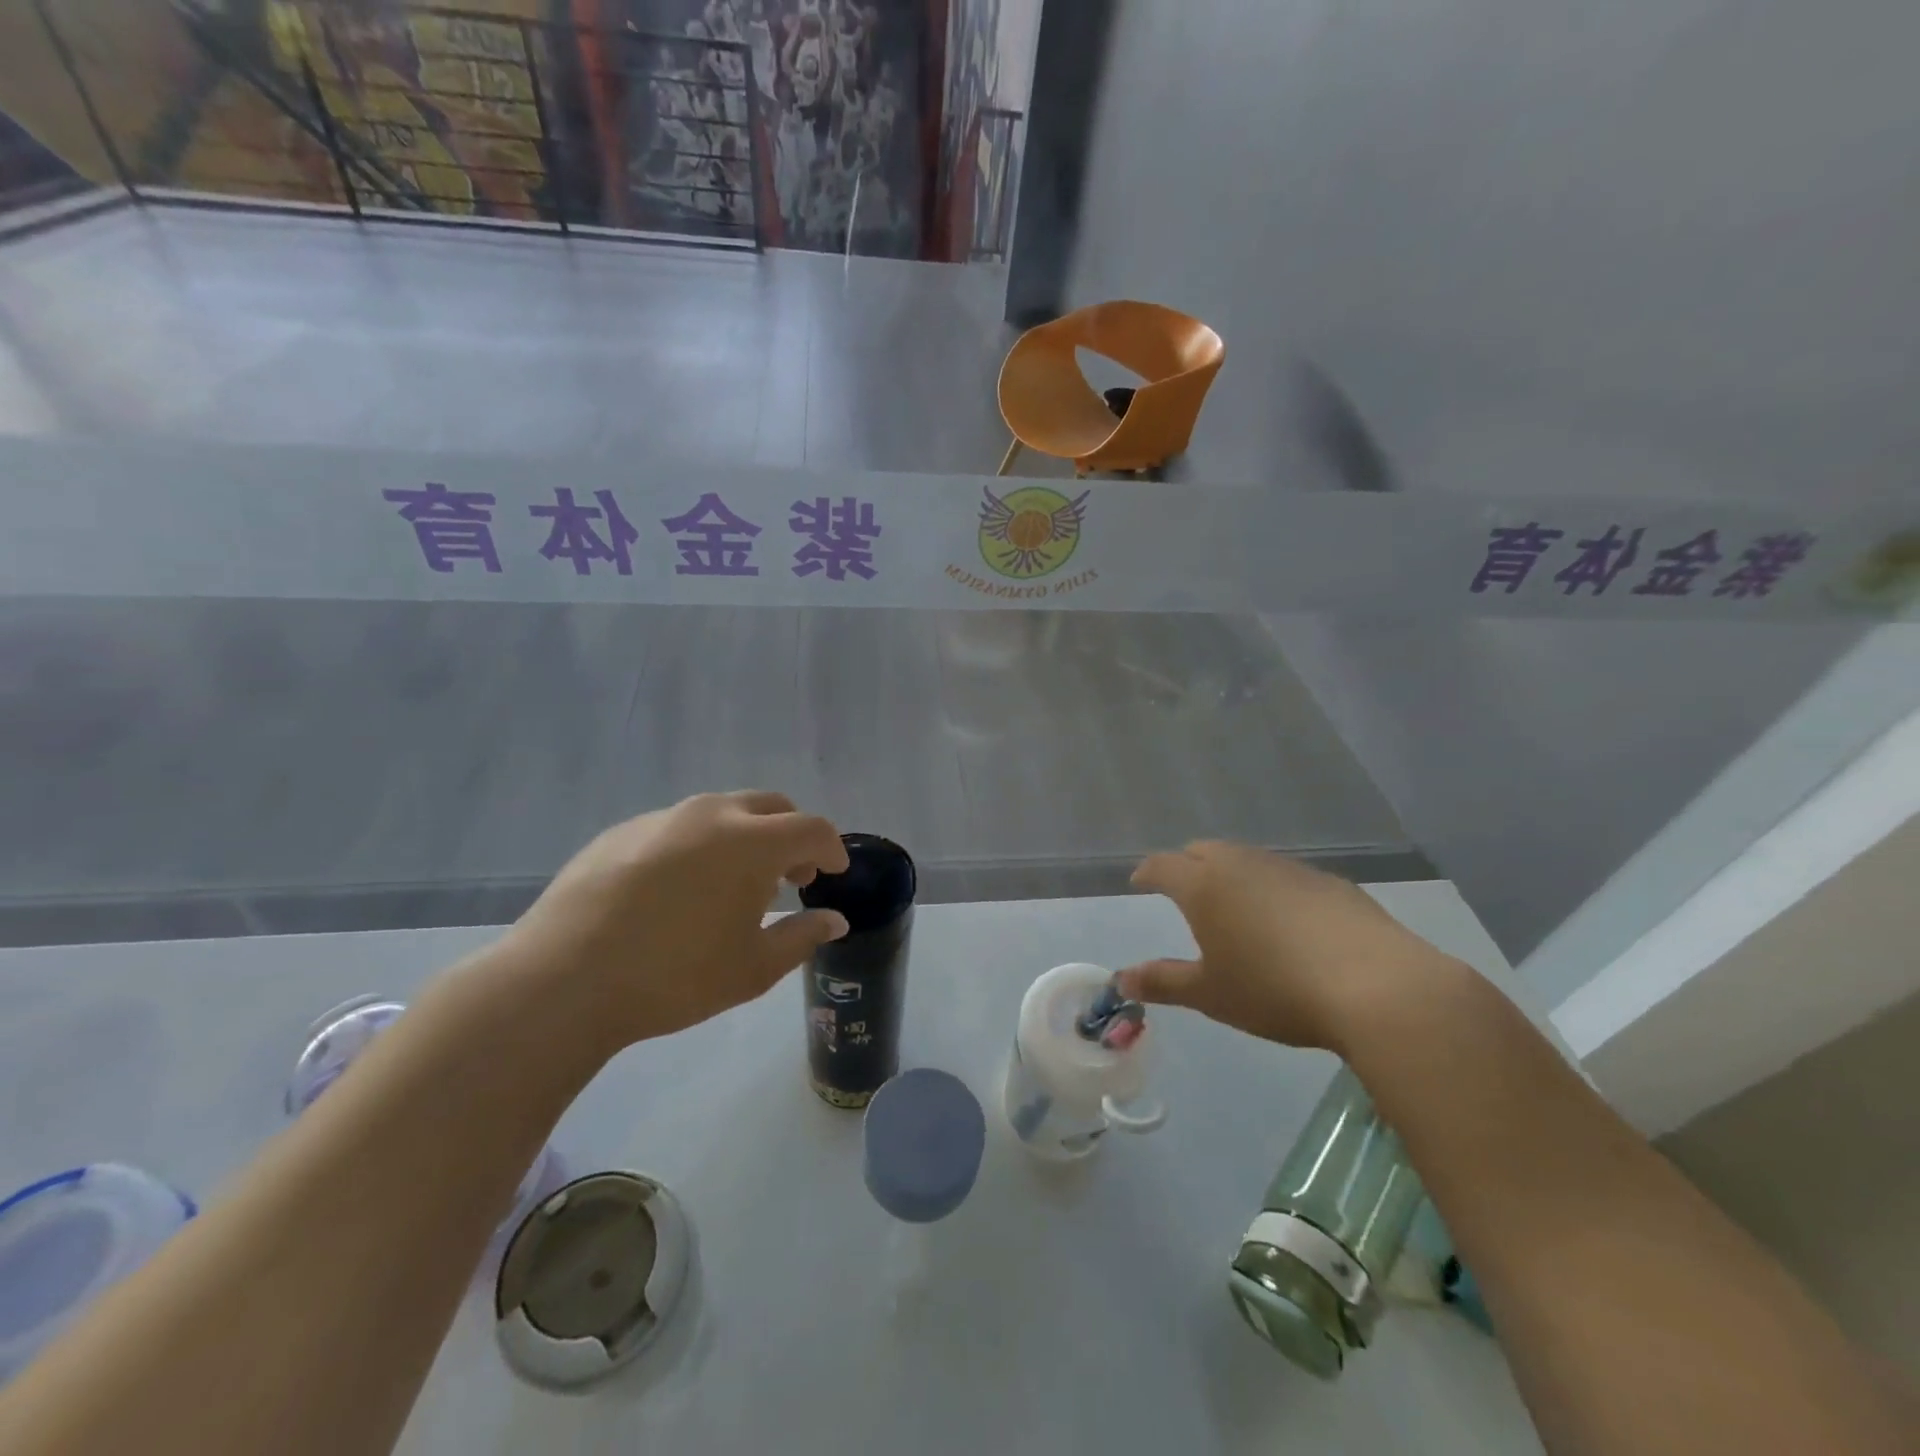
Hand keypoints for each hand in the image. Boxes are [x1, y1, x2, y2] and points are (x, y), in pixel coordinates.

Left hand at [501, 791, 850, 1052]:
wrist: (562, 980)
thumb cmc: (674, 977)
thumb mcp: (753, 968)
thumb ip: (802, 937)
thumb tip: (834, 920)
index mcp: (751, 841)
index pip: (811, 829)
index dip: (832, 849)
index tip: (833, 873)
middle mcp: (711, 814)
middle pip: (770, 807)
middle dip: (791, 835)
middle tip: (791, 877)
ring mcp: (662, 818)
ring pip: (722, 813)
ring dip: (745, 838)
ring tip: (734, 886)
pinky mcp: (622, 831)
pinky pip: (679, 827)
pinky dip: (699, 847)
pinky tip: (678, 891)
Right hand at [1117, 841, 1460, 1051]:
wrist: (1376, 987)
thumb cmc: (1275, 990)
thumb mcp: (1211, 994)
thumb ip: (1162, 982)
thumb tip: (1121, 979)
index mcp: (1205, 886)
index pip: (1163, 866)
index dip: (1147, 872)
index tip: (1139, 882)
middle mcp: (1242, 865)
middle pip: (1203, 851)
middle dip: (1186, 865)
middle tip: (1181, 888)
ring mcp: (1290, 869)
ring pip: (1246, 859)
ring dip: (1230, 873)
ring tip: (1232, 903)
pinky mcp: (1330, 882)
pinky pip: (1285, 875)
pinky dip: (1271, 888)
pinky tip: (1287, 919)